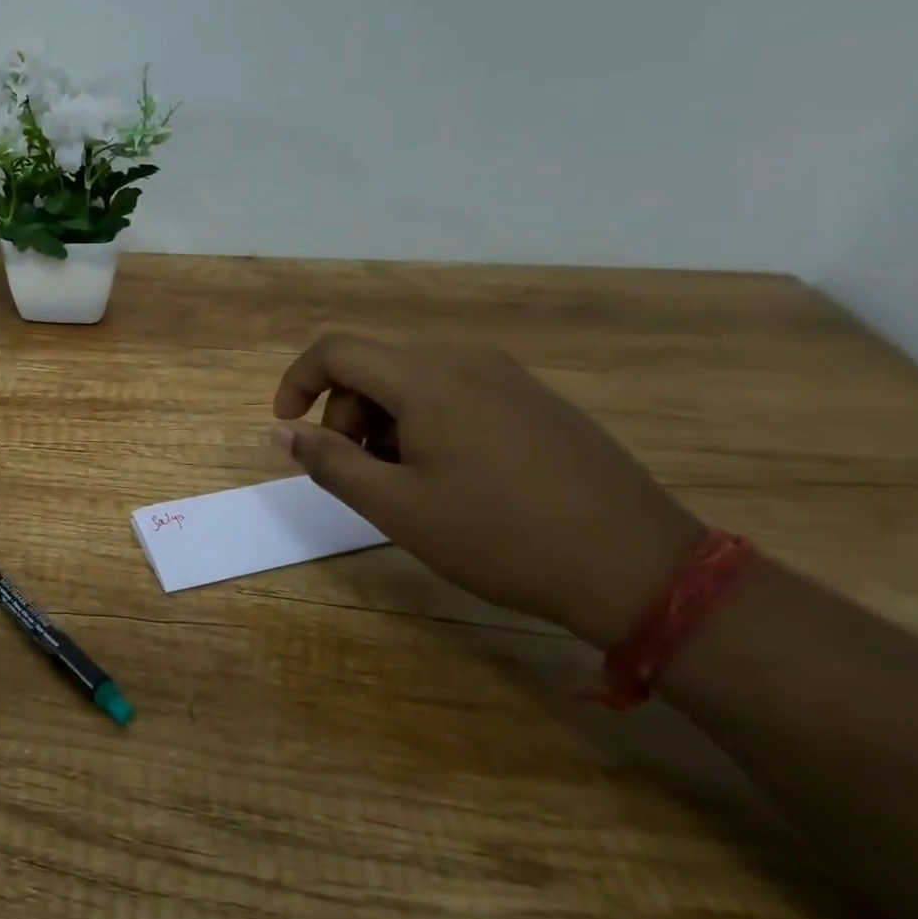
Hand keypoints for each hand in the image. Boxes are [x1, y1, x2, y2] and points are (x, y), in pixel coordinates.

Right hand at [271, 334, 702, 645]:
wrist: (637, 568)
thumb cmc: (499, 536)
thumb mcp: (396, 507)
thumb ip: (328, 462)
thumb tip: (280, 432)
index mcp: (426, 379)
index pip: (335, 351)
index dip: (296, 382)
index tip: (288, 428)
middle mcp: (465, 361)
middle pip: (373, 367)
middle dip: (344, 414)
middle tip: (355, 473)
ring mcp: (507, 378)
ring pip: (413, 382)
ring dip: (383, 422)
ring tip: (403, 483)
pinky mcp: (535, 401)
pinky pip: (455, 394)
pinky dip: (424, 423)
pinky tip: (449, 477)